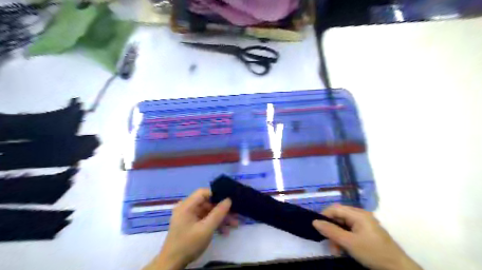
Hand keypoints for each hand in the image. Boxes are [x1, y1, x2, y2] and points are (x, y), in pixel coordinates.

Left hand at [146, 189, 237, 269]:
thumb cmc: (188, 244)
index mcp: (186, 205)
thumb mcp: (206, 229)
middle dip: (221, 209)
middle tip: (235, 214)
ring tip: (234, 224)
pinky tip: (224, 231)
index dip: (217, 194)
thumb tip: (228, 199)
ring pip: (207, 211)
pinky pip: (204, 219)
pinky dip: (213, 223)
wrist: (172, 264)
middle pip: (207, 202)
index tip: (230, 200)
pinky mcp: (190, 224)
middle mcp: (186, 208)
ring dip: (220, 217)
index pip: (203, 192)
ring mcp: (188, 216)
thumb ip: (218, 213)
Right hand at [313, 205, 422, 269]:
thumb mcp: (349, 243)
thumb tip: (314, 221)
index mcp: (358, 214)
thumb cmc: (373, 253)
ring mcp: (364, 224)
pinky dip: (344, 239)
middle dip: (332, 230)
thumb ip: (331, 231)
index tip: (318, 228)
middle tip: (330, 245)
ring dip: (337, 237)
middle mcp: (360, 215)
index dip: (324, 216)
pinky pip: (350, 231)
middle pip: (339, 217)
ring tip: (337, 251)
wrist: (398, 269)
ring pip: (343, 225)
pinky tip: (344, 250)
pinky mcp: (366, 232)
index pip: (335, 209)